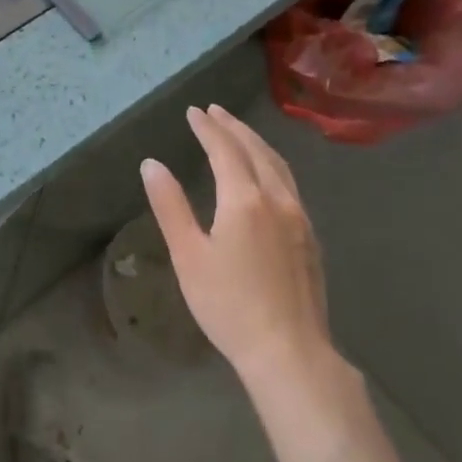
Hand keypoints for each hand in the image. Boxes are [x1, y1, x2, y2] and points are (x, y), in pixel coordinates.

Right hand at [141, 104, 334, 387]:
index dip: (208, 128)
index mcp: (244, 200)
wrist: (288, 351)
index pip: (225, 150)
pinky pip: (290, 184)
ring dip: (256, 142)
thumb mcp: (188, 256)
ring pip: (278, 165)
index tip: (194, 111)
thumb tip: (152, 164)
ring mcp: (299, 217)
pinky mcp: (310, 237)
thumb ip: (170, 206)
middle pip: (256, 150)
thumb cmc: (228, 305)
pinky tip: (267, 173)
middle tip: (215, 111)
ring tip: (239, 131)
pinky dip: (273, 164)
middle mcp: (277, 199)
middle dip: (233, 127)